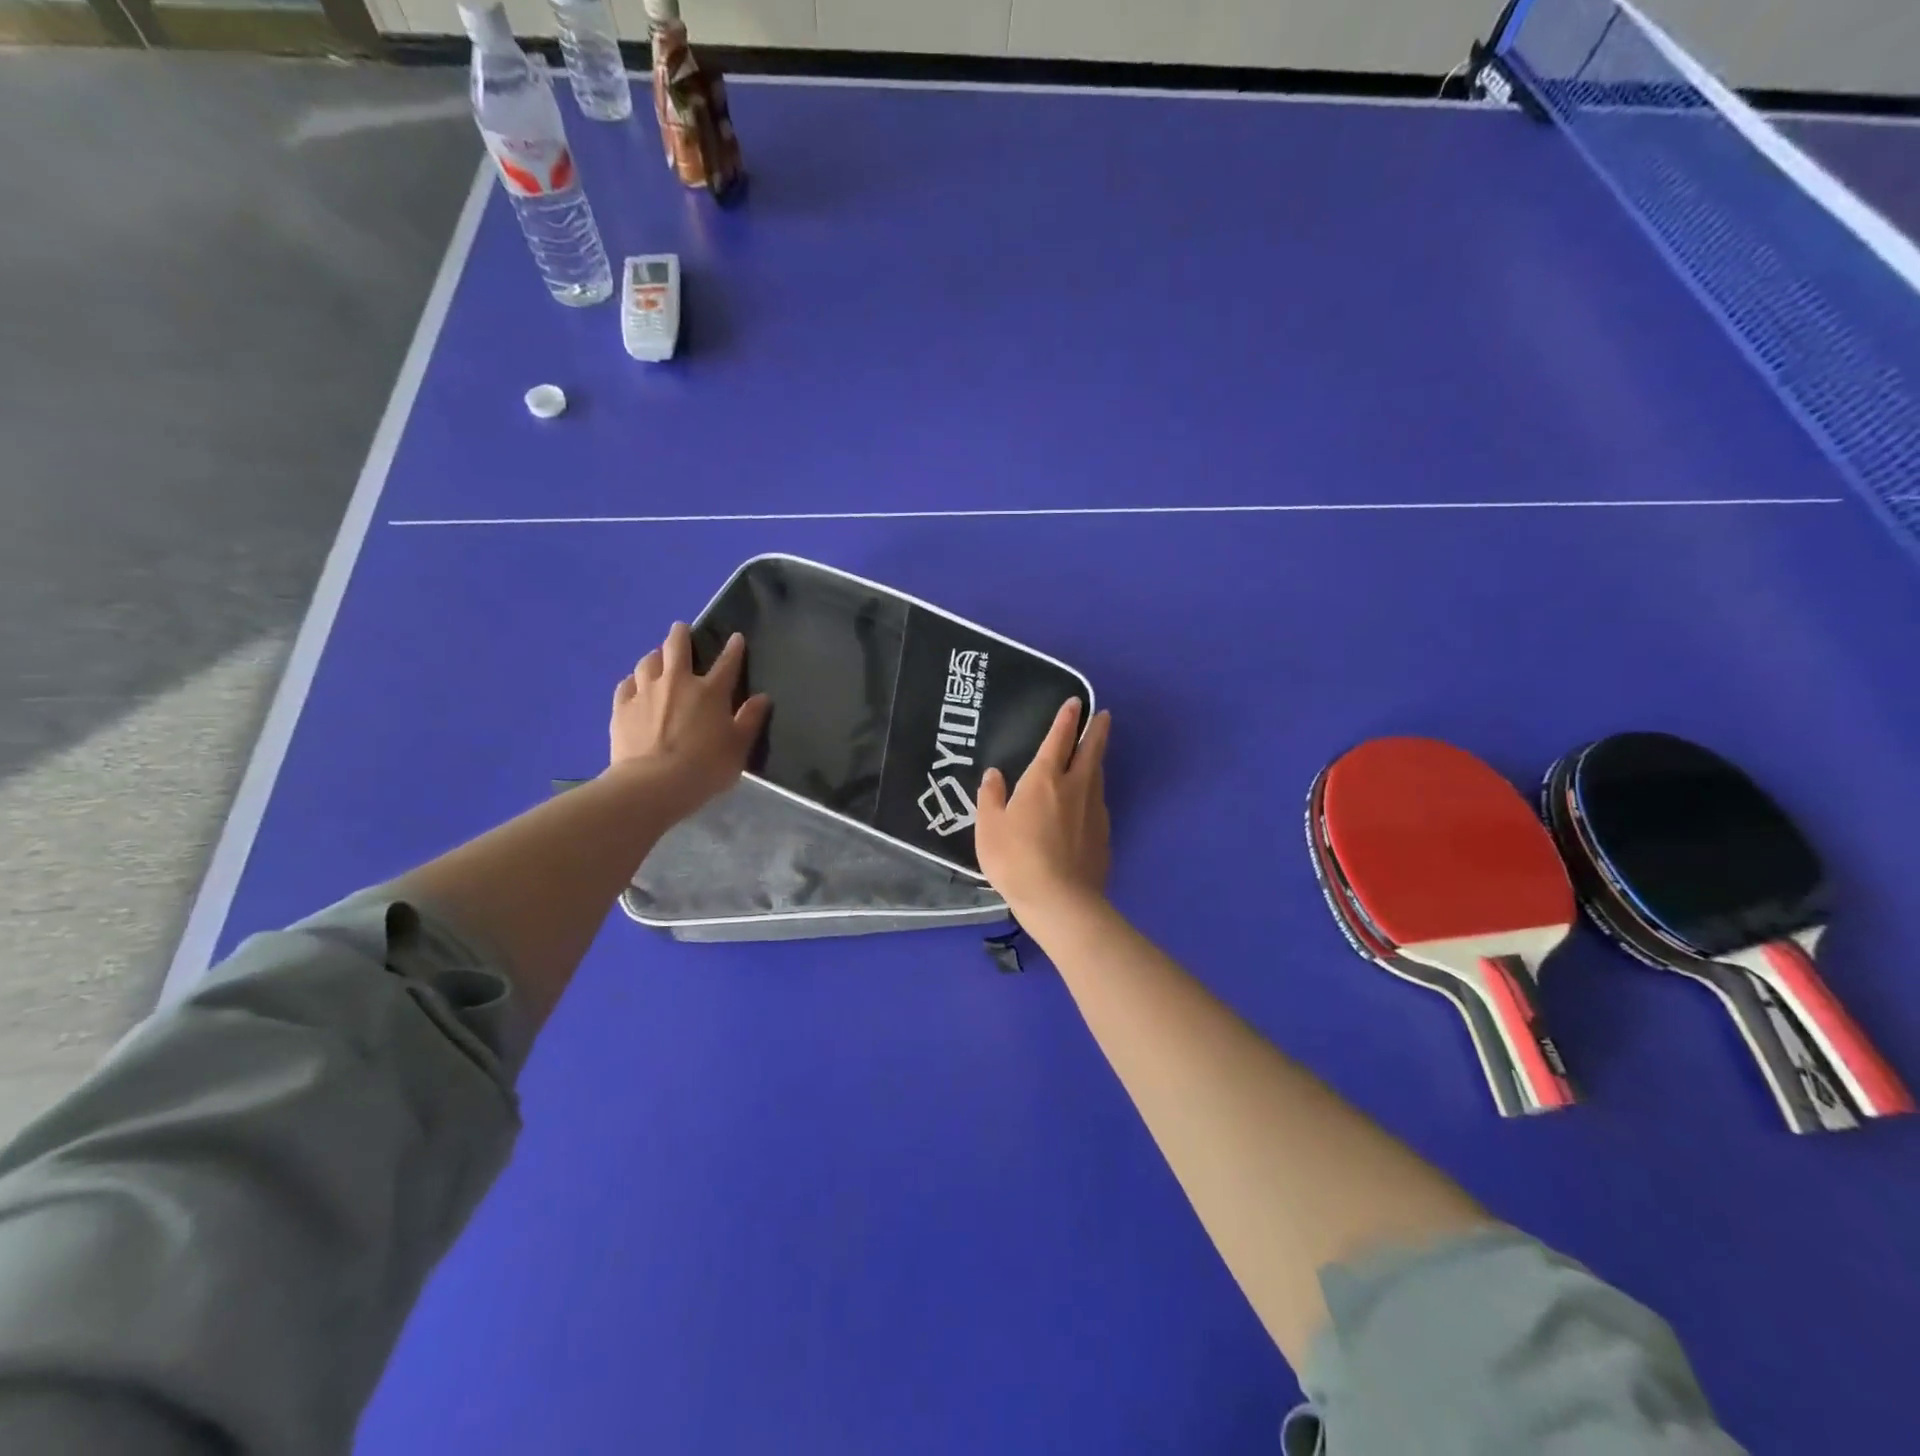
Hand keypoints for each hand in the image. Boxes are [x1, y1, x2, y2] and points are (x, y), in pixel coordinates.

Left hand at [608, 624, 770, 818]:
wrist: (653, 784)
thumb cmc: (705, 767)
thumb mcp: (738, 747)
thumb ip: (750, 720)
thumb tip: (762, 698)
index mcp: (710, 691)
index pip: (727, 663)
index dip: (733, 649)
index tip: (736, 638)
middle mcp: (677, 682)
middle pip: (677, 647)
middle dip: (681, 635)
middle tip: (681, 630)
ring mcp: (646, 692)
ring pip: (648, 662)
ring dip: (655, 656)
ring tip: (658, 659)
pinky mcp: (621, 707)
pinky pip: (626, 684)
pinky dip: (633, 681)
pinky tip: (635, 686)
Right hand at [975, 697, 1111, 913]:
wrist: (1060, 900)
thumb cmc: (1016, 859)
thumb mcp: (989, 828)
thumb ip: (991, 798)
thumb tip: (994, 774)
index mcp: (1045, 779)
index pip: (1058, 739)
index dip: (1067, 719)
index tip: (1077, 703)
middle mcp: (1075, 787)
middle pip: (1091, 751)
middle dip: (1097, 730)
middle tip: (1105, 715)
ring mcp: (1094, 811)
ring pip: (1098, 776)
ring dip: (1097, 760)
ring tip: (1095, 753)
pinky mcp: (1104, 835)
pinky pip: (1098, 803)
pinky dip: (1095, 792)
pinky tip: (1089, 801)